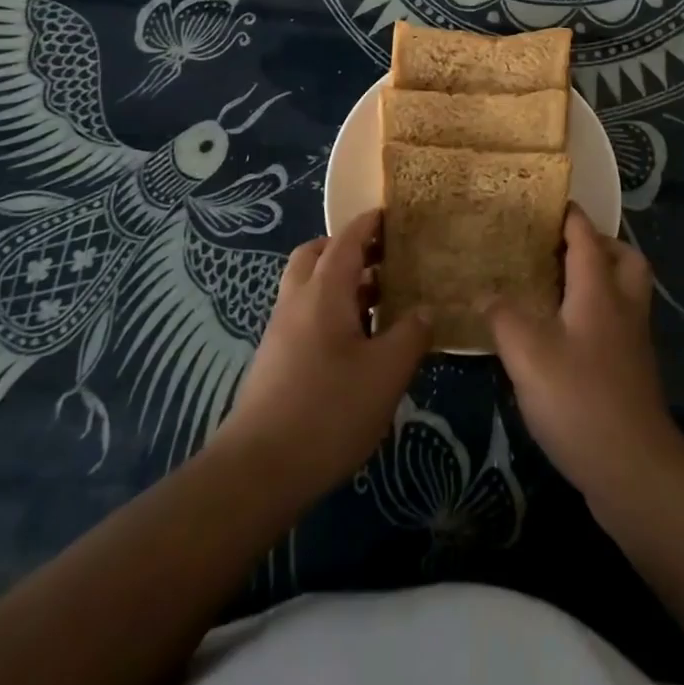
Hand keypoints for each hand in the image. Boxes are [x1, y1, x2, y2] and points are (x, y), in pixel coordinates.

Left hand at [212, 208, 430, 505]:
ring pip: (309, 285)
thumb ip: (411, 334)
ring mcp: (281, 329)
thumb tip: (425, 309)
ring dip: (340, 282)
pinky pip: (305, 314)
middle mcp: (297, 299)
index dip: (370, 223)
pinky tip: (357, 343)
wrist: (258, 470)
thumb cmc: (328, 410)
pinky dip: (330, 309)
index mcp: (324, 290)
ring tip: (380, 302)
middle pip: (317, 254)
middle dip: (348, 248)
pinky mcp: (275, 358)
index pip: (347, 239)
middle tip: (384, 259)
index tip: (393, 214)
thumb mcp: (386, 373)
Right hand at [487, 208, 683, 510]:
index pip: (587, 237)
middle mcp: (623, 308)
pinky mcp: (633, 374)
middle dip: (600, 245)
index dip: (570, 216)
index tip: (549, 201)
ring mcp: (633, 343)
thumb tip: (485, 294)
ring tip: (560, 288)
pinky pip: (619, 324)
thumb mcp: (527, 355)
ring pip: (626, 292)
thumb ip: (503, 317)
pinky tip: (566, 336)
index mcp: (599, 291)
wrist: (636, 471)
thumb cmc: (580, 400)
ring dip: (602, 279)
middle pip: (625, 259)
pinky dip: (599, 315)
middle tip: (563, 249)